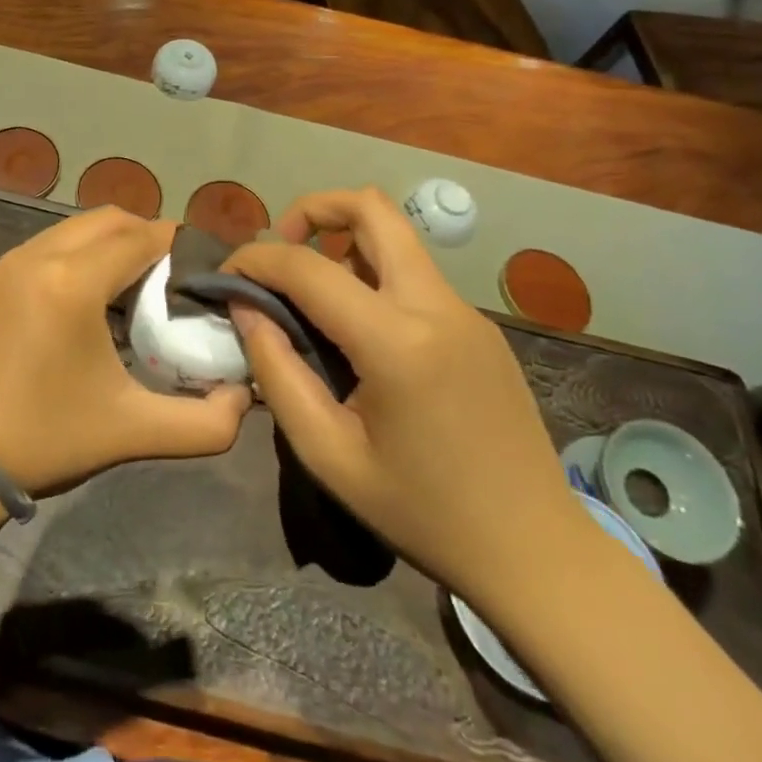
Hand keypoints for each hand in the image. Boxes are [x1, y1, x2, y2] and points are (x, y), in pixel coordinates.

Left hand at [0, 207, 250, 496]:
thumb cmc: (46, 439)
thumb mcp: (133, 433)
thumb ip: (205, 422)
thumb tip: (246, 395)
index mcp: (71, 283)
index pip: (140, 238)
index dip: (178, 245)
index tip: (206, 268)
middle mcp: (38, 257)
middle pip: (109, 220)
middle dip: (148, 237)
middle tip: (175, 278)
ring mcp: (10, 262)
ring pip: (77, 227)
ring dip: (113, 243)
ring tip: (138, 287)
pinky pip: (51, 243)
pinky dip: (82, 253)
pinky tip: (94, 298)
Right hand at [223, 188, 579, 602]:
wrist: (536, 554)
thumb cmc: (422, 513)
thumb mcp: (328, 454)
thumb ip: (277, 372)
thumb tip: (247, 309)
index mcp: (397, 342)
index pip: (308, 267)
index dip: (255, 259)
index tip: (225, 275)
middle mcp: (436, 306)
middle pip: (372, 208)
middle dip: (313, 208)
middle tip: (280, 246)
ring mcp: (465, 310)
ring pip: (396, 235)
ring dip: (344, 239)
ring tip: (311, 289)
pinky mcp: (478, 324)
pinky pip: (414, 272)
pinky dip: (372, 272)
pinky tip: (355, 327)